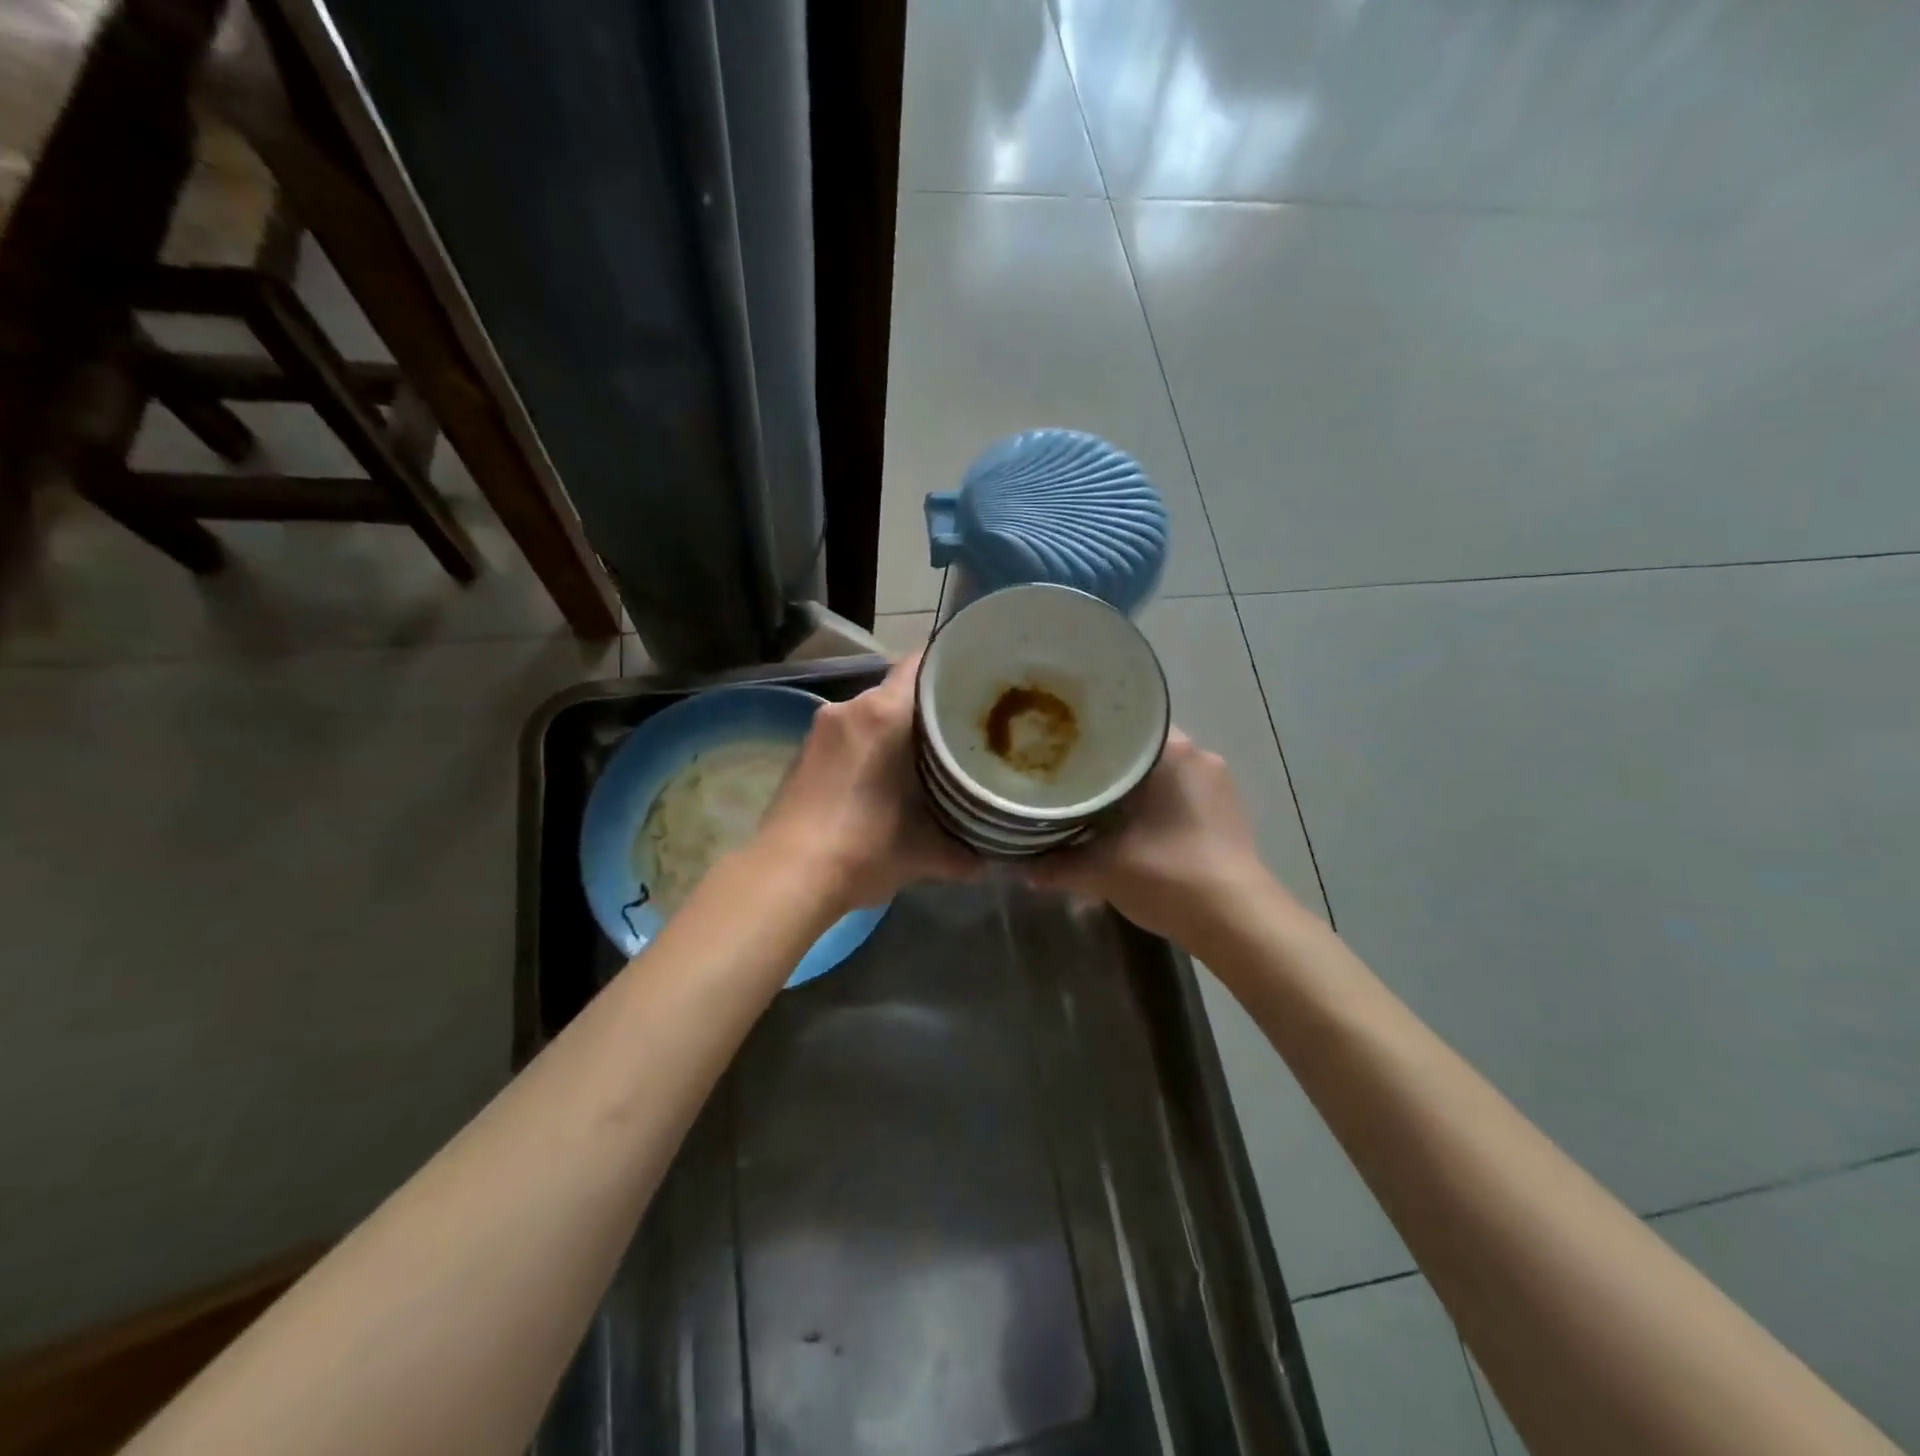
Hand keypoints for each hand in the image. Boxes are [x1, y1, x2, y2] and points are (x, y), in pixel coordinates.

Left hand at [753, 650, 978, 915]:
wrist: (786, 877)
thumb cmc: (863, 849)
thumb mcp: (923, 853)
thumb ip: (963, 851)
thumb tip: (988, 862)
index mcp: (882, 714)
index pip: (921, 663)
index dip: (951, 667)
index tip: (975, 682)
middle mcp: (848, 708)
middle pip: (896, 690)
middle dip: (926, 708)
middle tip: (958, 731)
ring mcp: (819, 729)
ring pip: (869, 714)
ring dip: (894, 731)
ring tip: (922, 759)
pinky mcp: (801, 752)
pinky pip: (846, 735)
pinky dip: (867, 747)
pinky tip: (880, 779)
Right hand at [1025, 728, 1284, 948]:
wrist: (1237, 924)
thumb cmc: (1170, 876)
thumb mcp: (1102, 870)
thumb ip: (1057, 864)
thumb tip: (1020, 866)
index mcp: (1173, 753)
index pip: (1123, 724)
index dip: (1087, 735)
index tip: (1059, 746)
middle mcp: (1199, 757)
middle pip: (1140, 750)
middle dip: (1106, 765)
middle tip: (1067, 776)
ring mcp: (1217, 785)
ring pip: (1159, 773)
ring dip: (1130, 788)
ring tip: (1092, 802)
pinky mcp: (1225, 813)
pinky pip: (1177, 793)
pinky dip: (1151, 804)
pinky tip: (1127, 825)